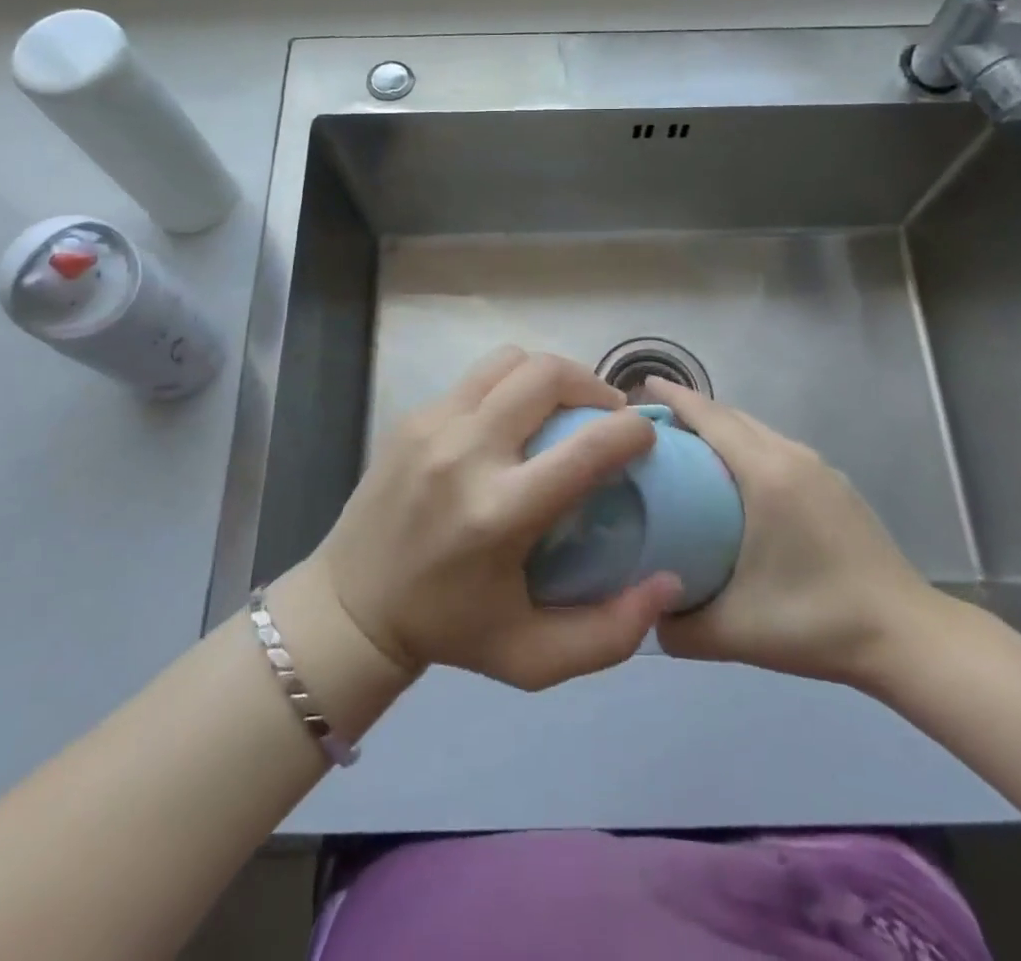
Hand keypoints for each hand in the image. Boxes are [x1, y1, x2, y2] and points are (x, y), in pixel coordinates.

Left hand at [315, 348, 684, 691]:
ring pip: (511, 360)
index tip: (645, 434)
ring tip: (562, 407)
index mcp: (499, 513)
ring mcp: (433, 425)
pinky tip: (512, 421)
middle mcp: (466, 453)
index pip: (586, 448)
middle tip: (606, 415)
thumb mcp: (535, 659)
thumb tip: (668, 581)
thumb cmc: (451, 632)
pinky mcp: (413, 416)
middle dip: (593, 385)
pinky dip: (510, 386)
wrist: (351, 607)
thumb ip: (611, 633)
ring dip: (550, 375)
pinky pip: (478, 377)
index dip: (631, 430)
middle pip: (547, 375)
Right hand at [646, 377, 954, 696]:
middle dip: (692, 410)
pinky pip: (778, 448)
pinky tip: (737, 480)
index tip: (641, 387)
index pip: (711, 418)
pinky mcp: (835, 485)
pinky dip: (747, 446)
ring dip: (721, 428)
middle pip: (732, 416)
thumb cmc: (816, 622)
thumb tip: (648, 614)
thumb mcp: (734, 632)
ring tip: (688, 449)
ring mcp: (819, 468)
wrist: (905, 636)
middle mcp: (792, 456)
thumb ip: (678, 627)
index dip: (674, 398)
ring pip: (758, 430)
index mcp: (766, 475)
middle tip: (653, 426)